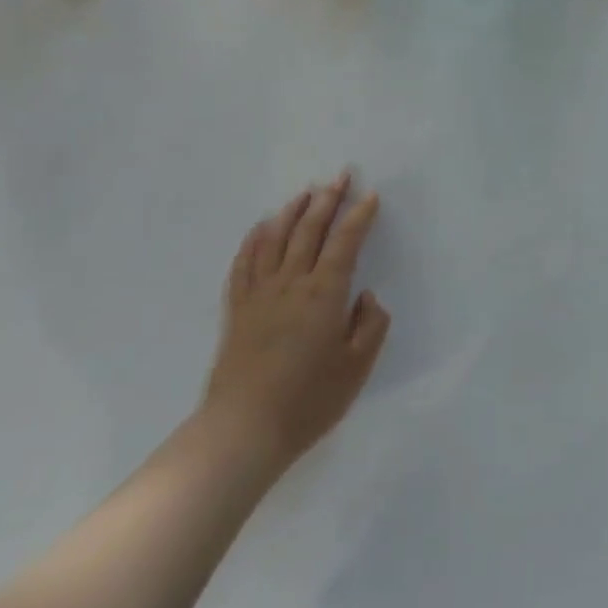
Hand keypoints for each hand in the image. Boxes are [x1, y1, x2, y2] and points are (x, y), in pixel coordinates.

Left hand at [201, 173, 391, 475]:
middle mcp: (292, 283)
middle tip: (341, 176)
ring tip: (306, 192)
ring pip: (276, 238)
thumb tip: (365, 297)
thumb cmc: (307, 401)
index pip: (345, 242)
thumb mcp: (356, 369)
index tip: (370, 195)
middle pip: (310, 230)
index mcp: (324, 294)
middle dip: (328, 199)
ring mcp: (260, 293)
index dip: (359, 216)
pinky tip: (262, 226)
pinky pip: (244, 262)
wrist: (243, 430)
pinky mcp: (237, 308)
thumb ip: (369, 327)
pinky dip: (254, 239)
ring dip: (293, 211)